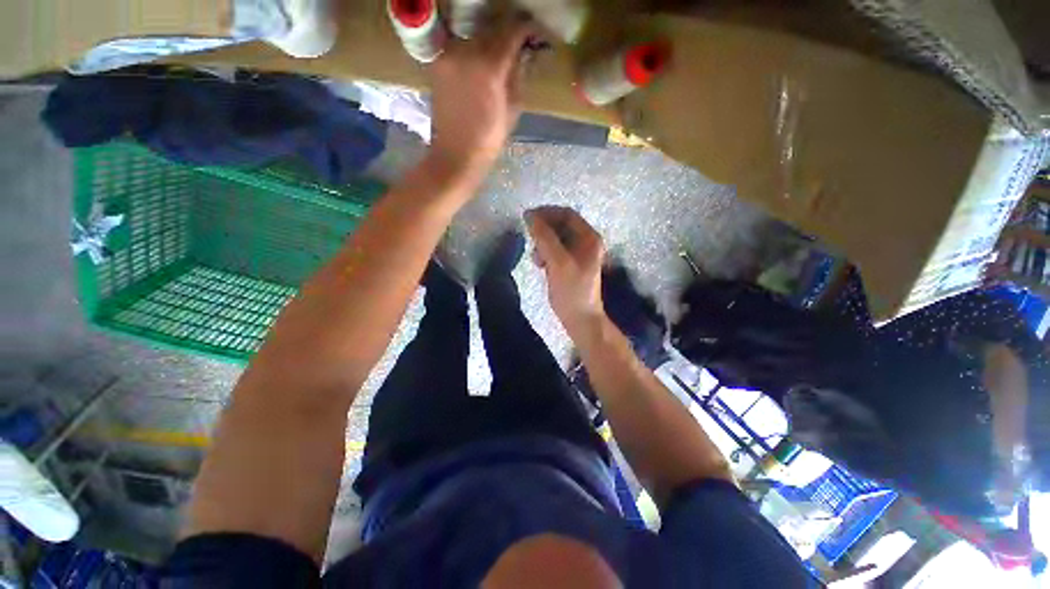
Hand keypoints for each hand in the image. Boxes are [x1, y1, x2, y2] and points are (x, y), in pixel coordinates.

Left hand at [428, 18, 535, 177]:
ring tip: (500, 55)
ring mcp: (449, 55)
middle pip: (492, 28)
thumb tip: (523, 54)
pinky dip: (474, 50)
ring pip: (475, 36)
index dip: (527, 28)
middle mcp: (466, 51)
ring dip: (490, 41)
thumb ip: (518, 75)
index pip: (512, 31)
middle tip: (519, 43)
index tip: (535, 33)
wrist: (456, 154)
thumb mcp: (513, 109)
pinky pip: (461, 47)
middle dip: (508, 33)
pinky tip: (481, 64)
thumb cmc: (489, 138)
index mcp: (489, 66)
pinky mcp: (438, 62)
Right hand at [526, 207, 605, 333]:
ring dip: (543, 242)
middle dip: (544, 230)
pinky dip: (546, 253)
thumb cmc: (571, 291)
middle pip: (562, 225)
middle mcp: (587, 242)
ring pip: (557, 238)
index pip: (567, 214)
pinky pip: (556, 251)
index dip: (546, 213)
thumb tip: (529, 216)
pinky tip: (540, 264)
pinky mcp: (571, 265)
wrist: (580, 319)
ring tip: (535, 257)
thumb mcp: (557, 262)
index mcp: (589, 238)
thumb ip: (544, 237)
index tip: (527, 219)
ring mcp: (580, 254)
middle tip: (530, 240)